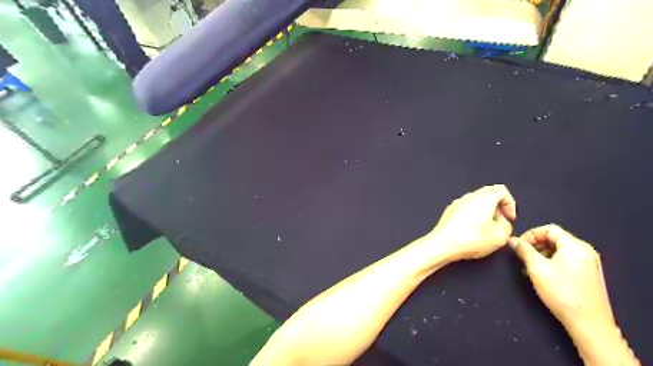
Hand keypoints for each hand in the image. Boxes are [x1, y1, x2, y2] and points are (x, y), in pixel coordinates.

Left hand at [433, 186, 518, 259]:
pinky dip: (472, 215)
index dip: (510, 204)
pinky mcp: (449, 211)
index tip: (509, 218)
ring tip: (486, 228)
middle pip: (488, 194)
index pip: (502, 191)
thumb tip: (502, 222)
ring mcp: (457, 203)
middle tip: (500, 222)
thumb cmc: (470, 239)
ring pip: (476, 201)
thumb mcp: (500, 236)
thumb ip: (507, 226)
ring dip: (485, 211)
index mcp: (484, 198)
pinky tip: (472, 230)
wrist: (443, 244)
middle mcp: (469, 196)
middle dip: (498, 207)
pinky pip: (465, 209)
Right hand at [509, 226, 617, 331]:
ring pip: (559, 249)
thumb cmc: (561, 292)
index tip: (518, 246)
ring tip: (530, 267)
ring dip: (541, 254)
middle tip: (522, 256)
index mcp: (575, 245)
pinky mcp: (588, 274)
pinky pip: (566, 260)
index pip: (549, 229)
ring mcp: (589, 263)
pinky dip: (551, 262)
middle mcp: (585, 251)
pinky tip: (542, 274)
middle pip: (555, 238)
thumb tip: (512, 240)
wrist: (589, 323)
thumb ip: (523, 250)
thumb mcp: (536, 268)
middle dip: (535, 245)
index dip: (530, 234)